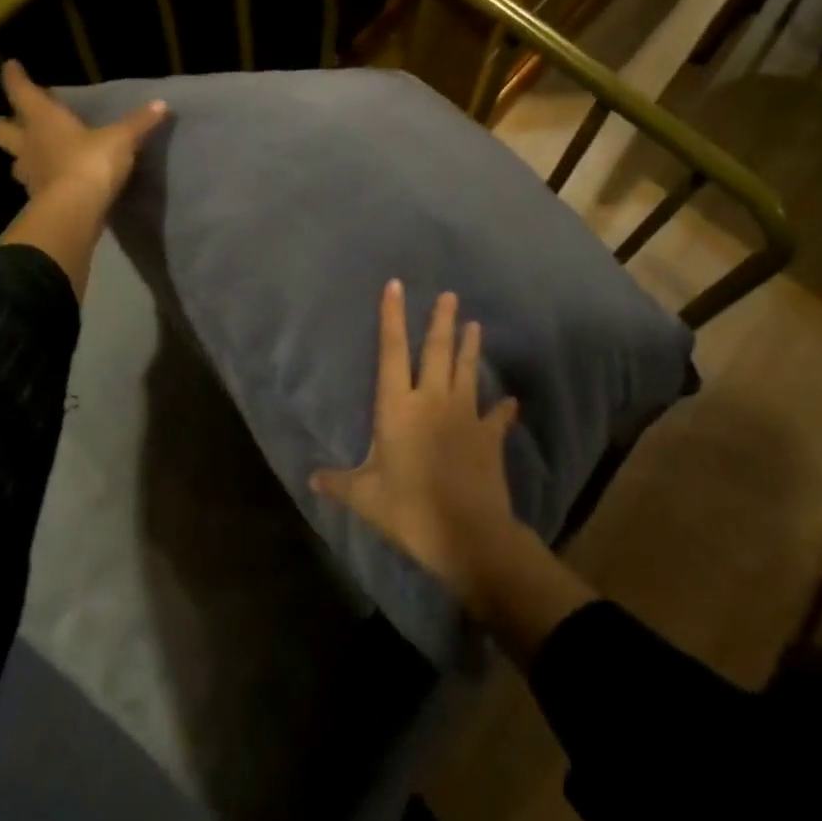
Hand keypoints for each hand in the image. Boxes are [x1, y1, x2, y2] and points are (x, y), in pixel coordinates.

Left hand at [0, 60, 166, 203]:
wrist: (76, 211)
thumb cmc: (92, 162)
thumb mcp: (122, 139)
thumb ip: (139, 123)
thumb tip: (162, 104)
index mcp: (42, 119)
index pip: (20, 91)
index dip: (15, 78)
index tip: (12, 67)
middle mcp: (28, 143)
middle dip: (2, 124)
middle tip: (14, 121)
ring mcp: (29, 174)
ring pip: (13, 160)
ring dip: (22, 155)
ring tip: (38, 154)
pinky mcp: (37, 199)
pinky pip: (34, 184)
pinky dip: (42, 181)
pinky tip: (55, 180)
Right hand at [310, 281, 521, 602]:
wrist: (468, 534)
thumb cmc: (409, 509)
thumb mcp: (365, 497)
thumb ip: (338, 483)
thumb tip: (311, 479)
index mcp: (398, 408)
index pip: (392, 352)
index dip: (392, 317)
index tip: (396, 286)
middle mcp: (433, 401)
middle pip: (437, 351)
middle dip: (441, 321)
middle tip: (449, 294)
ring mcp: (465, 416)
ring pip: (467, 372)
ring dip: (470, 348)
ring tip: (475, 325)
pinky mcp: (489, 438)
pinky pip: (497, 417)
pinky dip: (503, 408)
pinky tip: (510, 401)